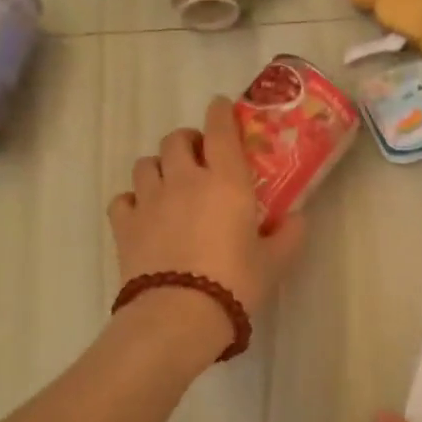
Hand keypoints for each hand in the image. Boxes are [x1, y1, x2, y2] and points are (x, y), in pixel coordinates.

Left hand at [108, 97, 307, 351]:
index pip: (220, 128)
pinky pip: (123, 198)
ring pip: (146, 163)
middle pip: (176, 139)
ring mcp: (150, 200)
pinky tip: (144, 213)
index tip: (221, 107)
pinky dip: (133, 199)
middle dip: (188, 140)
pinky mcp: (125, 224)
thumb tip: (298, 219)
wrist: (179, 315)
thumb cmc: (235, 283)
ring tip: (170, 183)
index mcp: (226, 180)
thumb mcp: (275, 262)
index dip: (220, 112)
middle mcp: (185, 179)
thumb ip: (290, 235)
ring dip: (160, 166)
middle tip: (200, 157)